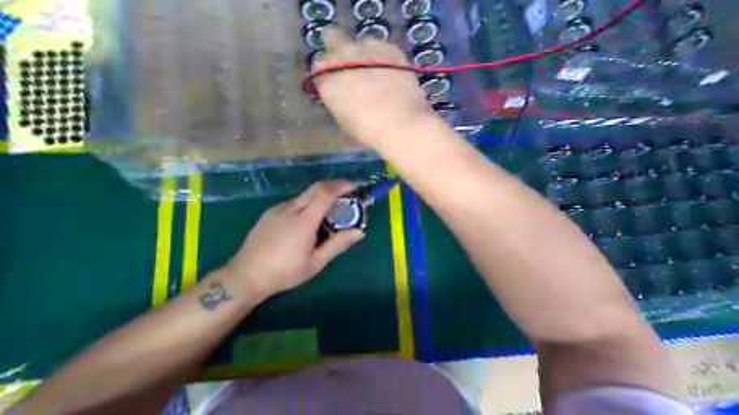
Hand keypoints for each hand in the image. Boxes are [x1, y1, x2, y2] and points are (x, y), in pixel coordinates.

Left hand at [222, 180, 365, 299]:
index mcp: (304, 221)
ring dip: (320, 195)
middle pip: (316, 188)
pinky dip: (307, 203)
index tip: (356, 186)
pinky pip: (293, 202)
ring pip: (304, 195)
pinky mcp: (269, 213)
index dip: (342, 186)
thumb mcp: (315, 263)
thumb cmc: (284, 272)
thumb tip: (359, 232)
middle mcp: (290, 208)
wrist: (246, 275)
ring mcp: (277, 209)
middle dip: (334, 186)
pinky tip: (308, 219)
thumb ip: (338, 244)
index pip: (326, 193)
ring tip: (330, 209)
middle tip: (348, 193)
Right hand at [315, 28, 433, 146]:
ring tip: (374, 70)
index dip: (326, 75)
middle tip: (349, 68)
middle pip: (332, 40)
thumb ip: (339, 104)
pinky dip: (383, 56)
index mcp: (326, 80)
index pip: (317, 69)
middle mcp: (341, 57)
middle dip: (338, 52)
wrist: (400, 123)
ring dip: (362, 53)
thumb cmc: (368, 131)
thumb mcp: (344, 122)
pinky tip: (390, 70)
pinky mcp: (389, 48)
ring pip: (358, 42)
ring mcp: (366, 48)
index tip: (334, 83)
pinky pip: (381, 46)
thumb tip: (344, 99)